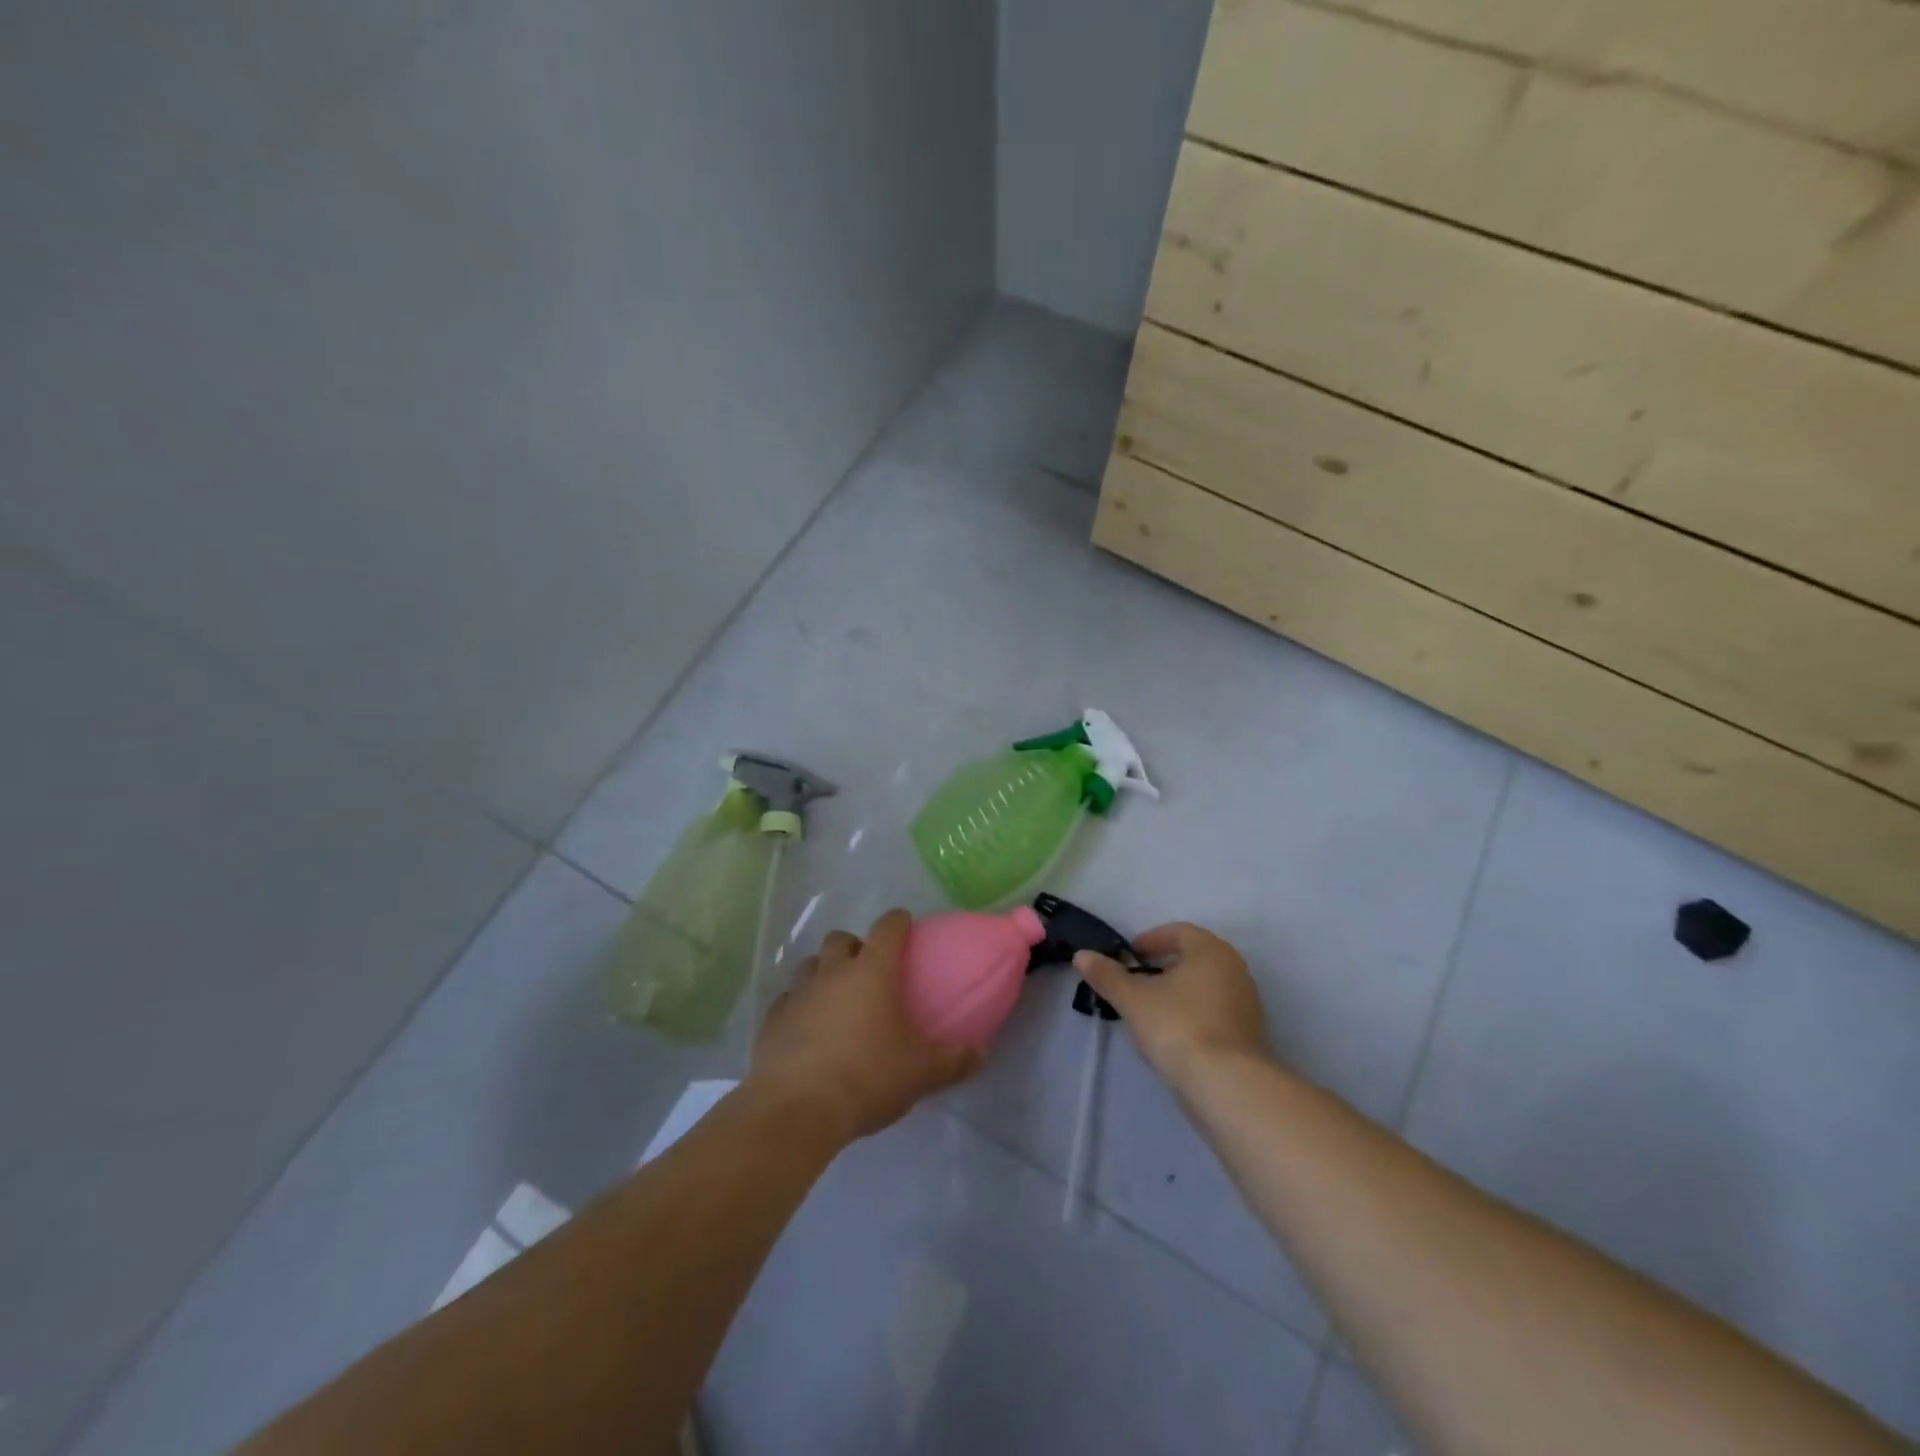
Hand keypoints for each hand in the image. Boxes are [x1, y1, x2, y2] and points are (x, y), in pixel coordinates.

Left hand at [749, 909, 981, 1145]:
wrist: (796, 1109)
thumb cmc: (868, 1077)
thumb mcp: (921, 1072)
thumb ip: (954, 1060)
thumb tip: (982, 1052)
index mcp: (872, 971)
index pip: (888, 927)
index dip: (899, 921)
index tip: (907, 926)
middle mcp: (833, 972)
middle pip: (841, 939)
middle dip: (855, 946)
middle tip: (869, 970)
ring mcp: (798, 993)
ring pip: (811, 965)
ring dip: (824, 973)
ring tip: (837, 999)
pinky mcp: (772, 1020)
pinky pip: (788, 1000)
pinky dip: (800, 1007)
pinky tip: (808, 1030)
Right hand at [1074, 922, 1271, 1086]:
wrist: (1228, 1086)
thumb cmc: (1178, 1026)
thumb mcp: (1133, 999)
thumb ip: (1107, 975)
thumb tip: (1082, 955)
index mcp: (1210, 950)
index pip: (1178, 932)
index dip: (1150, 939)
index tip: (1128, 956)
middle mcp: (1235, 969)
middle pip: (1194, 958)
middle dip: (1163, 966)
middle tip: (1136, 980)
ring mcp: (1247, 1004)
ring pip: (1205, 986)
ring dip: (1178, 992)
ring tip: (1150, 1010)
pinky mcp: (1249, 1035)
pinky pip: (1215, 1012)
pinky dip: (1192, 1014)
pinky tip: (1173, 1035)